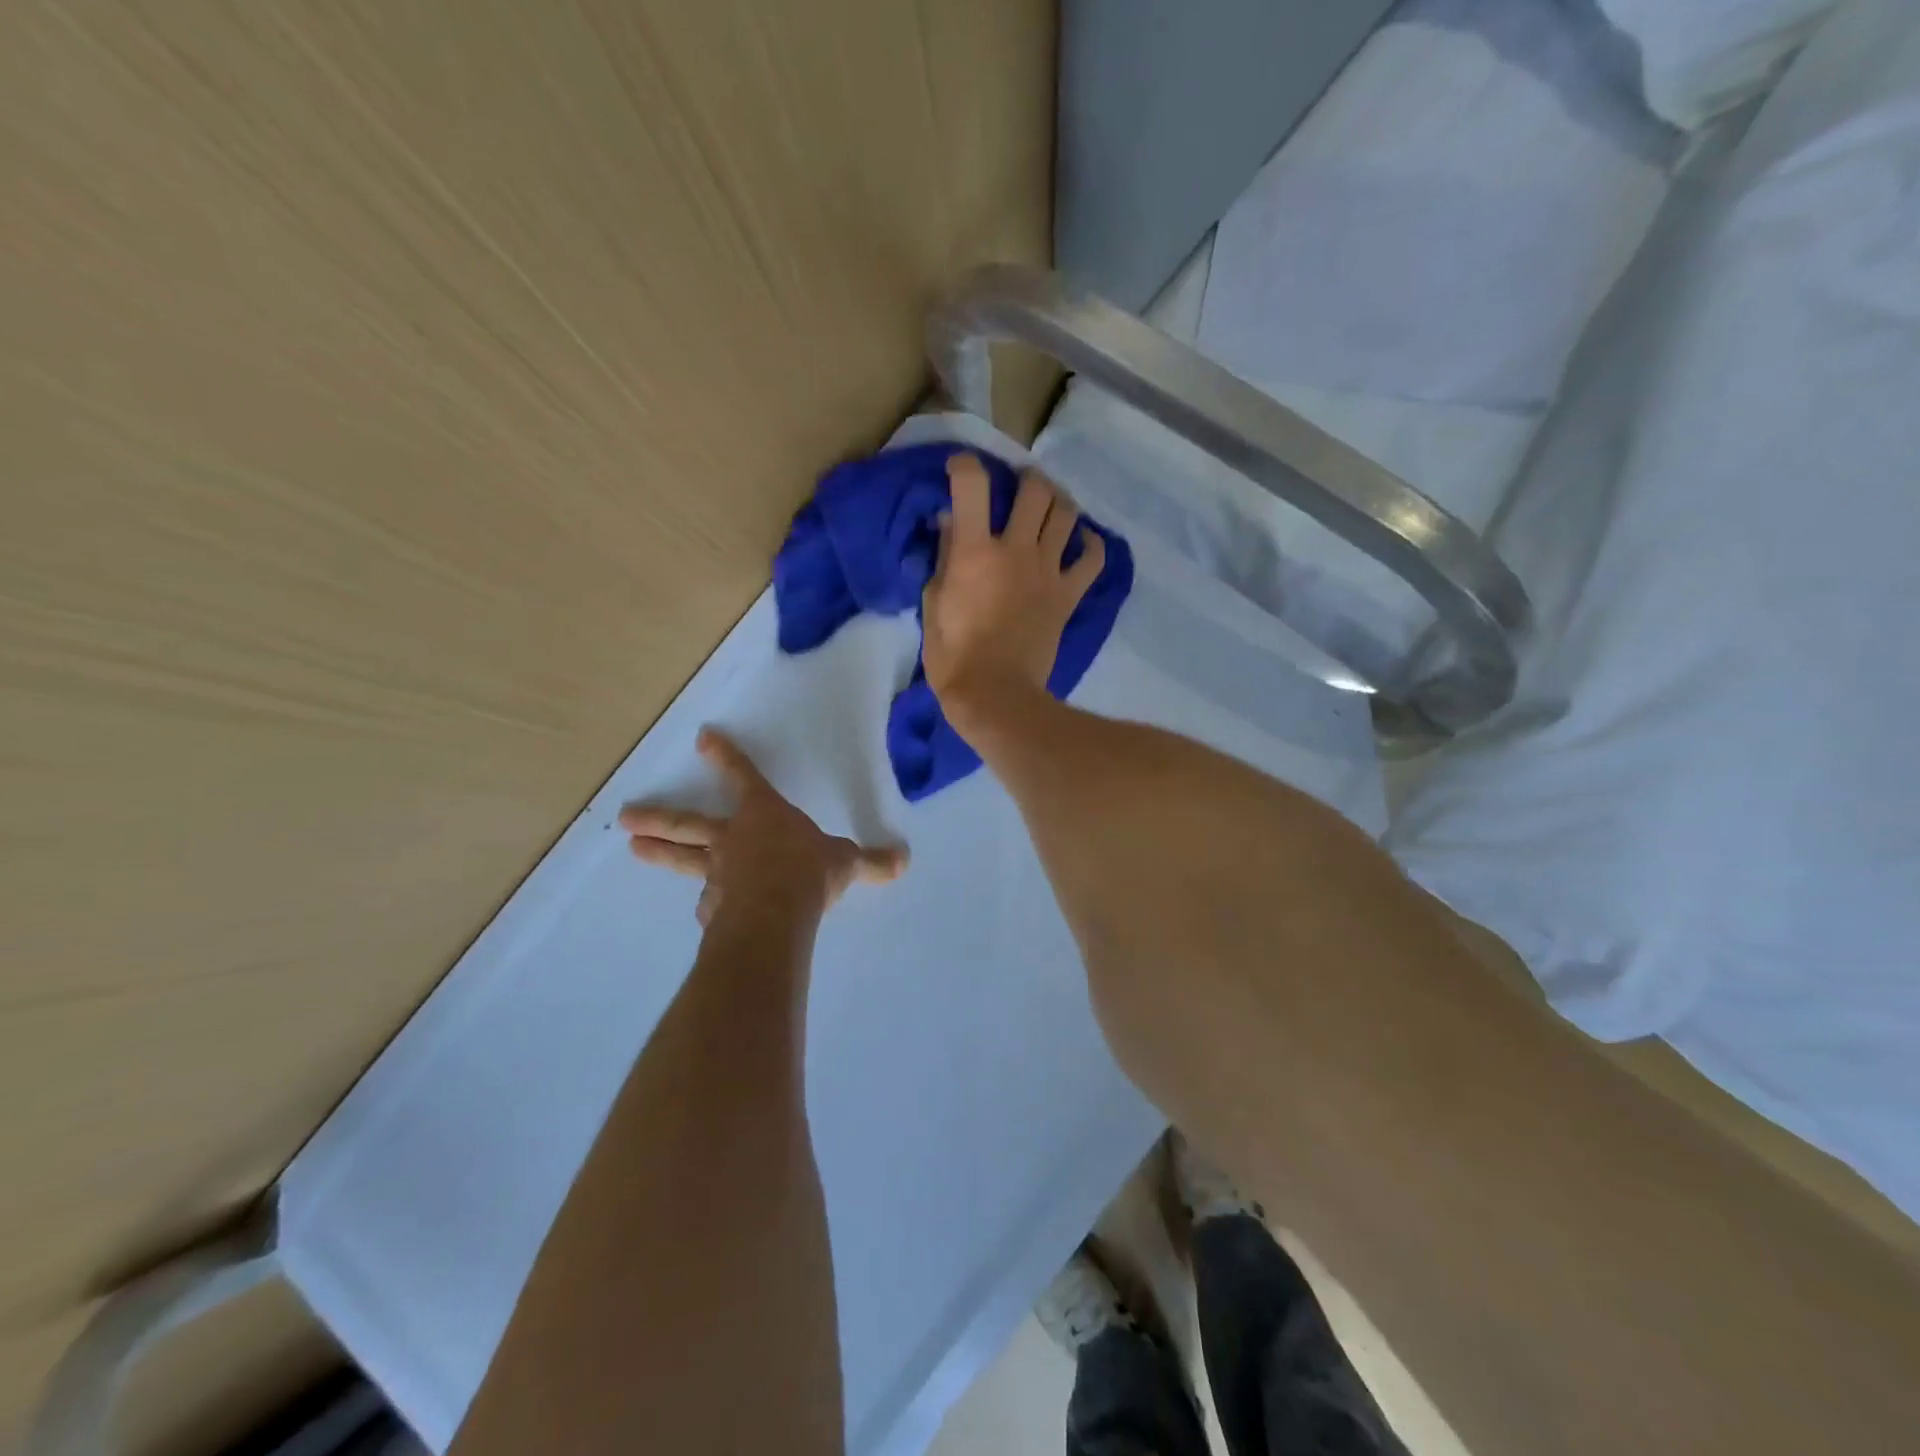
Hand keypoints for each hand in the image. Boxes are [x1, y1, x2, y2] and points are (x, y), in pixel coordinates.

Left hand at [620, 728, 907, 927]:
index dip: (726, 757)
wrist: (776, 914)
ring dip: (661, 853)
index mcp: (764, 815)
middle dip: (659, 817)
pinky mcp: (714, 906)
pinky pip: (709, 901)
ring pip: (685, 860)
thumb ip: (871, 862)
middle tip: (625, 816)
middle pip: (689, 823)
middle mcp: (734, 839)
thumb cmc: (808, 872)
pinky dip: (708, 902)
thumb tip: (903, 859)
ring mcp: (718, 873)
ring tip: (633, 848)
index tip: (702, 737)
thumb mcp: (847, 863)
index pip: (744, 777)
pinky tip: (705, 911)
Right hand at [922, 455, 1105, 732]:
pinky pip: (1092, 559)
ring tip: (1049, 507)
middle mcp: (1017, 550)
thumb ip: (944, 557)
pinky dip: (1090, 544)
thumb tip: (950, 521)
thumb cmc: (953, 655)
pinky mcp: (1068, 595)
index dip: (965, 465)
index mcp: (975, 551)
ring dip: (1058, 502)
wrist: (996, 695)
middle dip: (1025, 478)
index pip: (972, 485)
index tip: (959, 470)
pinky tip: (1081, 541)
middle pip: (1035, 490)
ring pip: (1067, 515)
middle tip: (1017, 486)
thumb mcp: (934, 603)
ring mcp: (1048, 572)